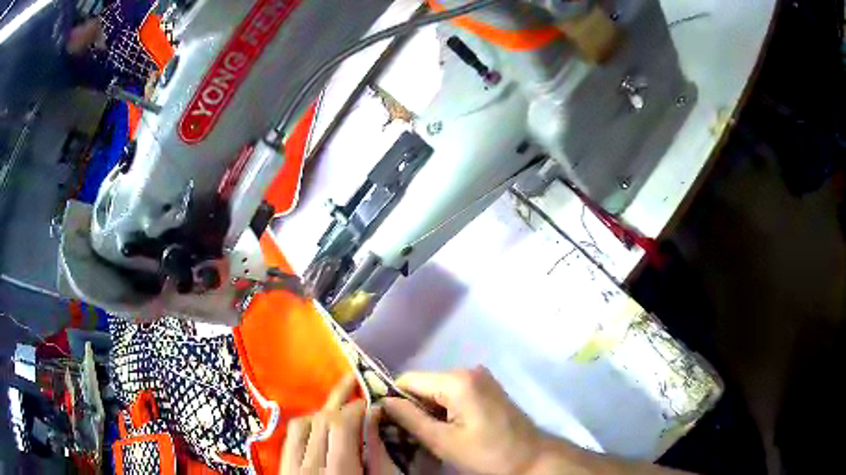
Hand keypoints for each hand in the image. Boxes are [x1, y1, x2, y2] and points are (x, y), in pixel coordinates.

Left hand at [280, 375, 396, 474]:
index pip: (341, 425)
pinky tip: (319, 421)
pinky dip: (306, 423)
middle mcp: (308, 464)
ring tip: (339, 401)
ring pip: (300, 422)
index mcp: (338, 471)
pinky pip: (291, 435)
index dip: (356, 408)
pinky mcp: (282, 465)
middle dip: (340, 400)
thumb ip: (375, 455)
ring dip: (321, 409)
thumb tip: (375, 419)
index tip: (373, 403)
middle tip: (357, 384)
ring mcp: (290, 465)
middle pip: (320, 420)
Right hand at [382, 367, 543, 474]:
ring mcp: (481, 379)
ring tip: (426, 437)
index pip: (408, 380)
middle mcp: (468, 371)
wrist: (533, 459)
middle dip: (412, 409)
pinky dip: (444, 411)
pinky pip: (454, 395)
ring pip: (438, 392)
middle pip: (424, 385)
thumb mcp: (444, 442)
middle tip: (406, 436)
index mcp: (457, 380)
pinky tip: (446, 431)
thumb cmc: (488, 454)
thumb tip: (382, 402)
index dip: (393, 400)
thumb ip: (410, 419)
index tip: (386, 423)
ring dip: (428, 413)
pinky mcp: (487, 389)